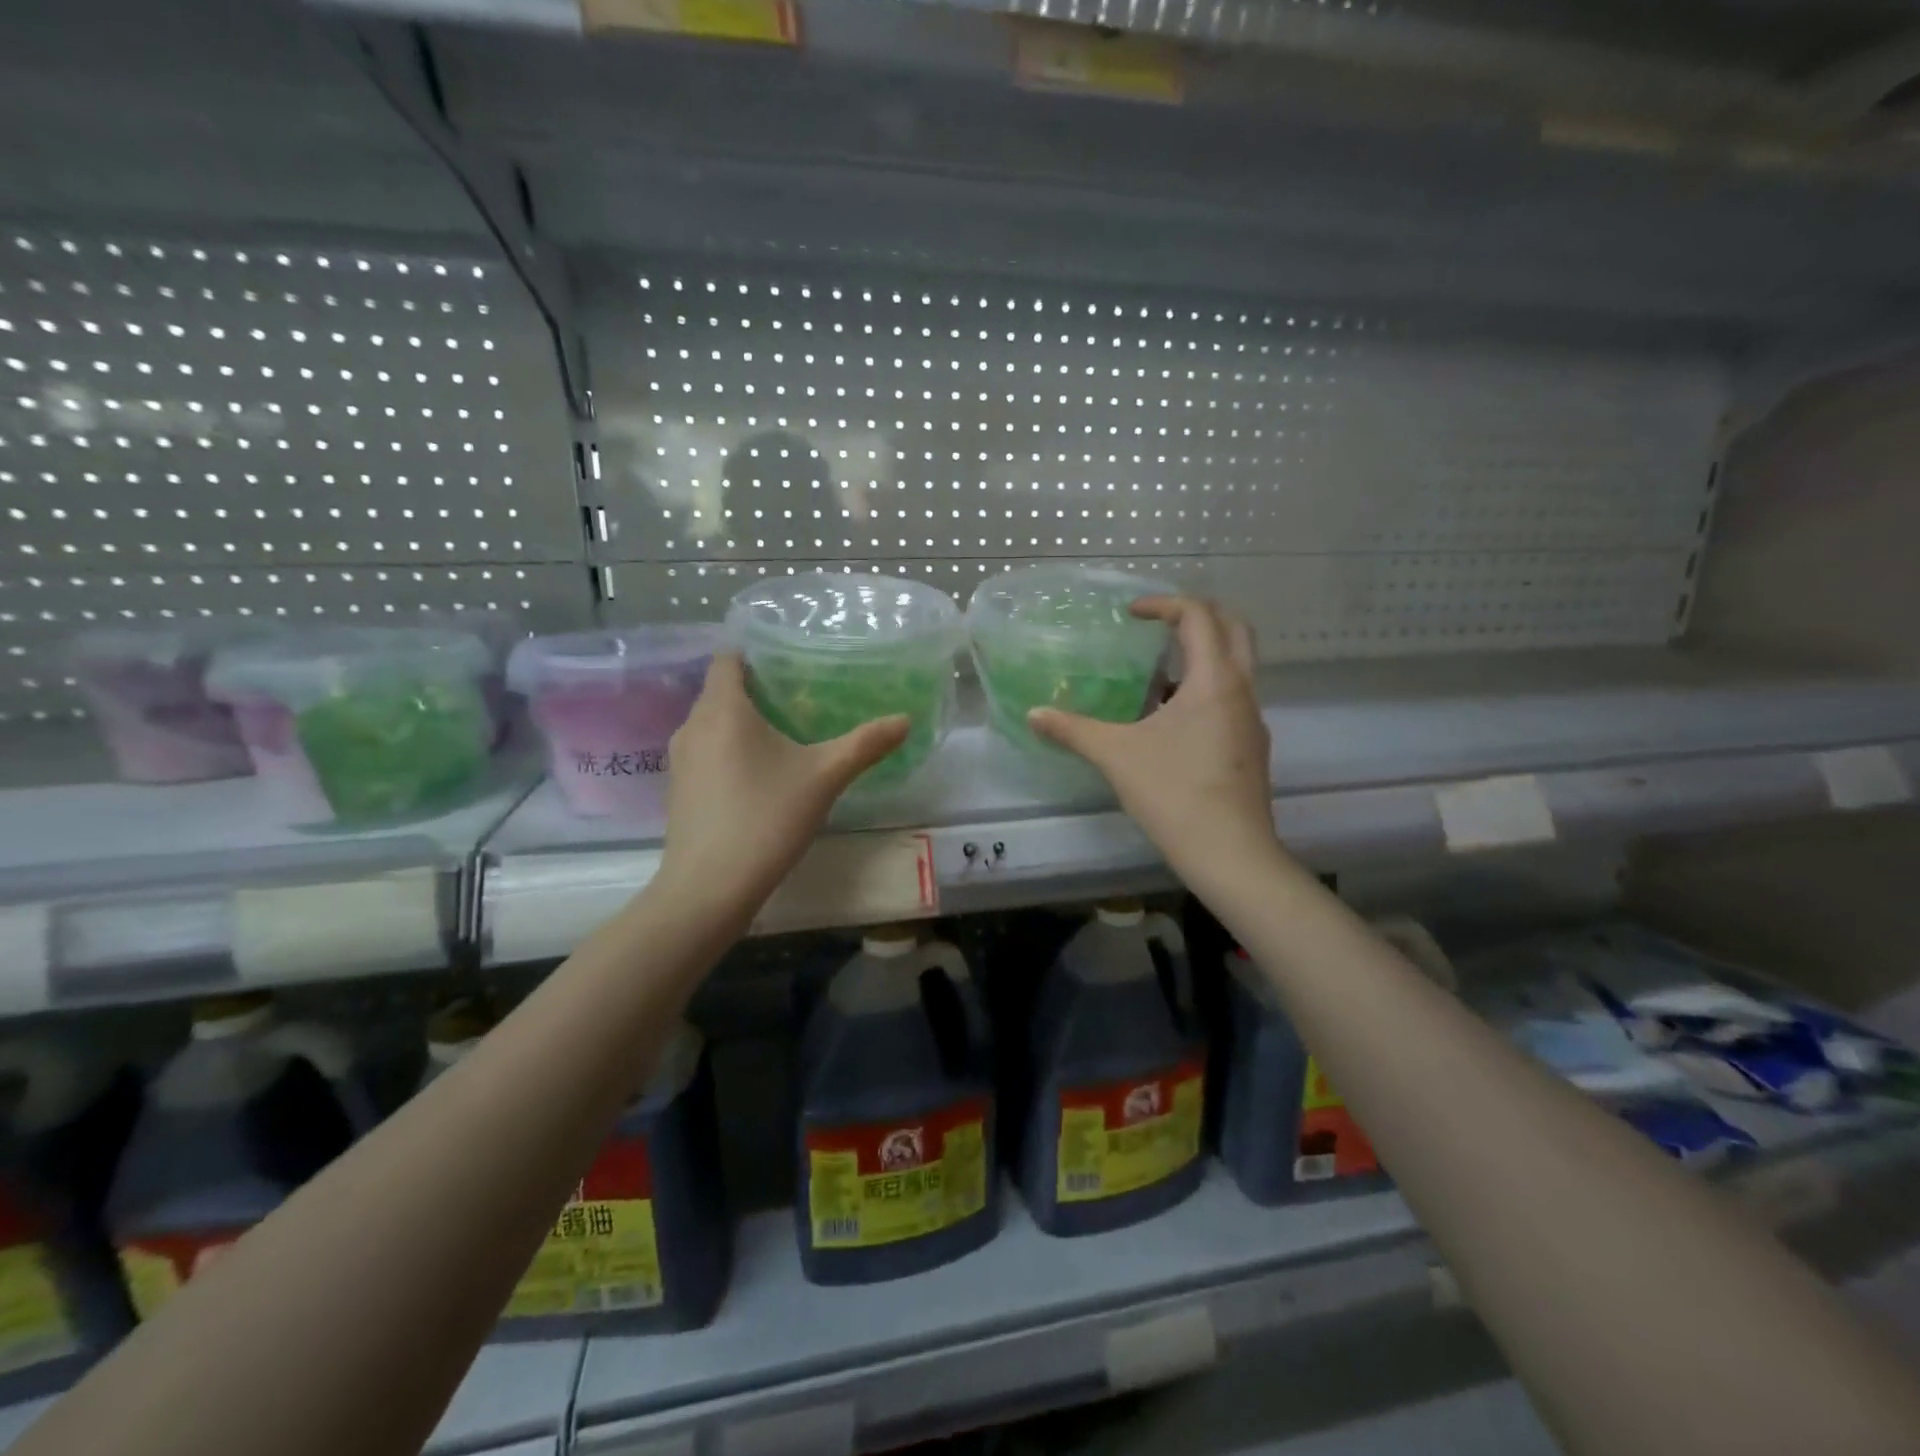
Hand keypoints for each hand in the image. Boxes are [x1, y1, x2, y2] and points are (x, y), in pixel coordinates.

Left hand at [656, 653, 908, 920]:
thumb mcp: (824, 777)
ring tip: (784, 736)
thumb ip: (865, 745)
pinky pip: (705, 752)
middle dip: (756, 691)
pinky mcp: (678, 789)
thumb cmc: (766, 817)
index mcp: (723, 709)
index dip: (756, 655)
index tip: (789, 664)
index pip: (728, 659)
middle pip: (721, 691)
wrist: (709, 887)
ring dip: (742, 724)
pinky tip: (758, 777)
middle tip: (801, 700)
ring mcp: (680, 760)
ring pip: (712, 724)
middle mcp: (693, 725)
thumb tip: (905, 720)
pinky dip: (728, 751)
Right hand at [1029, 597, 1278, 885]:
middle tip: (1158, 625)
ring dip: (1200, 656)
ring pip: (1235, 667)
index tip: (1132, 614)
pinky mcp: (1251, 747)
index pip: (1200, 616)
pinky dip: (1204, 690)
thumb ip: (1073, 730)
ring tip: (1156, 675)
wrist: (1230, 853)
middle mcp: (1242, 690)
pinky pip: (1231, 699)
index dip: (1164, 604)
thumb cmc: (1174, 793)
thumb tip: (1033, 715)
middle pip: (1233, 629)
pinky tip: (1169, 722)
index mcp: (1215, 679)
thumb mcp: (1115, 756)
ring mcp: (1252, 720)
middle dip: (1197, 617)